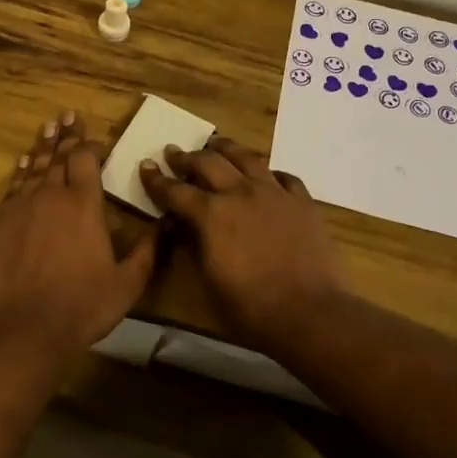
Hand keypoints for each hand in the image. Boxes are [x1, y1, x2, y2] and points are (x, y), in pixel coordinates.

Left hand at [0, 112, 157, 355]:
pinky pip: (13, 188)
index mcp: (84, 204)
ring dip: (43, 146)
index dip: (90, 145)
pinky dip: (20, 172)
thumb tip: (167, 223)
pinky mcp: (0, 223)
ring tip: (48, 127)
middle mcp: (52, 196)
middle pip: (59, 157)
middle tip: (68, 115)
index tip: (94, 137)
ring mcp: (22, 207)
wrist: (27, 328)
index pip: (86, 161)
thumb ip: (149, 250)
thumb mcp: (129, 282)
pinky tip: (23, 164)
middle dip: (66, 136)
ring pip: (34, 167)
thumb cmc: (83, 305)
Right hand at [138, 138, 345, 353]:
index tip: (146, 166)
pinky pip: (284, 176)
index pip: (175, 191)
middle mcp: (240, 193)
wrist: (310, 313)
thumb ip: (195, 245)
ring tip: (215, 144)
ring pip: (246, 158)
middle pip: (208, 163)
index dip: (157, 180)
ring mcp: (275, 193)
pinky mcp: (303, 202)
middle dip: (186, 157)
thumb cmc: (251, 307)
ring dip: (225, 149)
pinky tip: (266, 175)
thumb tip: (185, 225)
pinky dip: (269, 172)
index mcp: (211, 214)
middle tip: (174, 152)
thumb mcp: (209, 280)